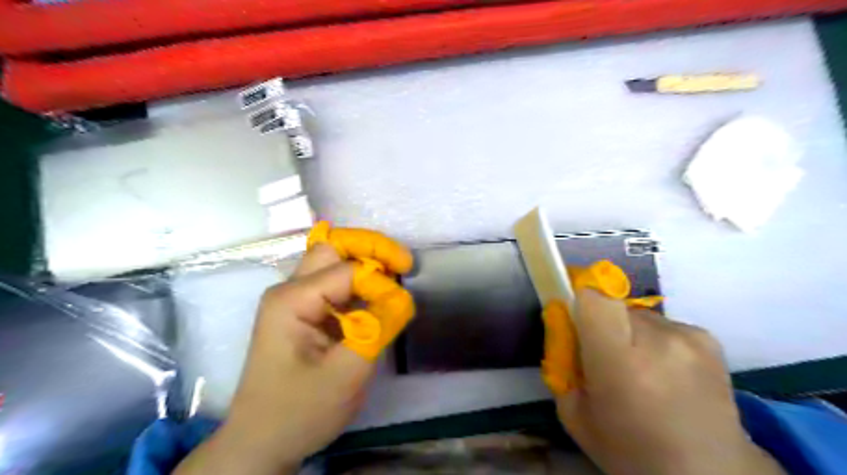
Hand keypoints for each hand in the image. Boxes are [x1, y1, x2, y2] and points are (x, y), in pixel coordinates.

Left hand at [177, 227, 416, 474]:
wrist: (262, 442)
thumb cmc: (299, 412)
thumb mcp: (345, 374)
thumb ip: (377, 330)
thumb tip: (403, 297)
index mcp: (292, 299)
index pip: (348, 271)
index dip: (381, 283)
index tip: (402, 307)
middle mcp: (290, 289)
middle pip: (334, 248)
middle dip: (372, 249)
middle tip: (403, 264)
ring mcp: (295, 299)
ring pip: (335, 261)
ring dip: (367, 263)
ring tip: (397, 273)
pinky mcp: (305, 312)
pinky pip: (336, 283)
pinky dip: (362, 284)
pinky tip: (379, 295)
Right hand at [549, 291, 786, 474]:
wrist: (706, 474)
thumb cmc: (629, 450)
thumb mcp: (574, 413)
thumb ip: (563, 364)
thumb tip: (565, 329)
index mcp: (619, 360)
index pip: (593, 299)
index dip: (580, 304)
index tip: (576, 324)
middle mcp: (657, 339)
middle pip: (613, 305)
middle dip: (603, 324)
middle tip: (606, 357)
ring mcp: (687, 336)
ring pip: (638, 315)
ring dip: (631, 333)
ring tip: (642, 369)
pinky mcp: (708, 339)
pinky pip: (663, 324)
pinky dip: (656, 340)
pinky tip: (666, 372)